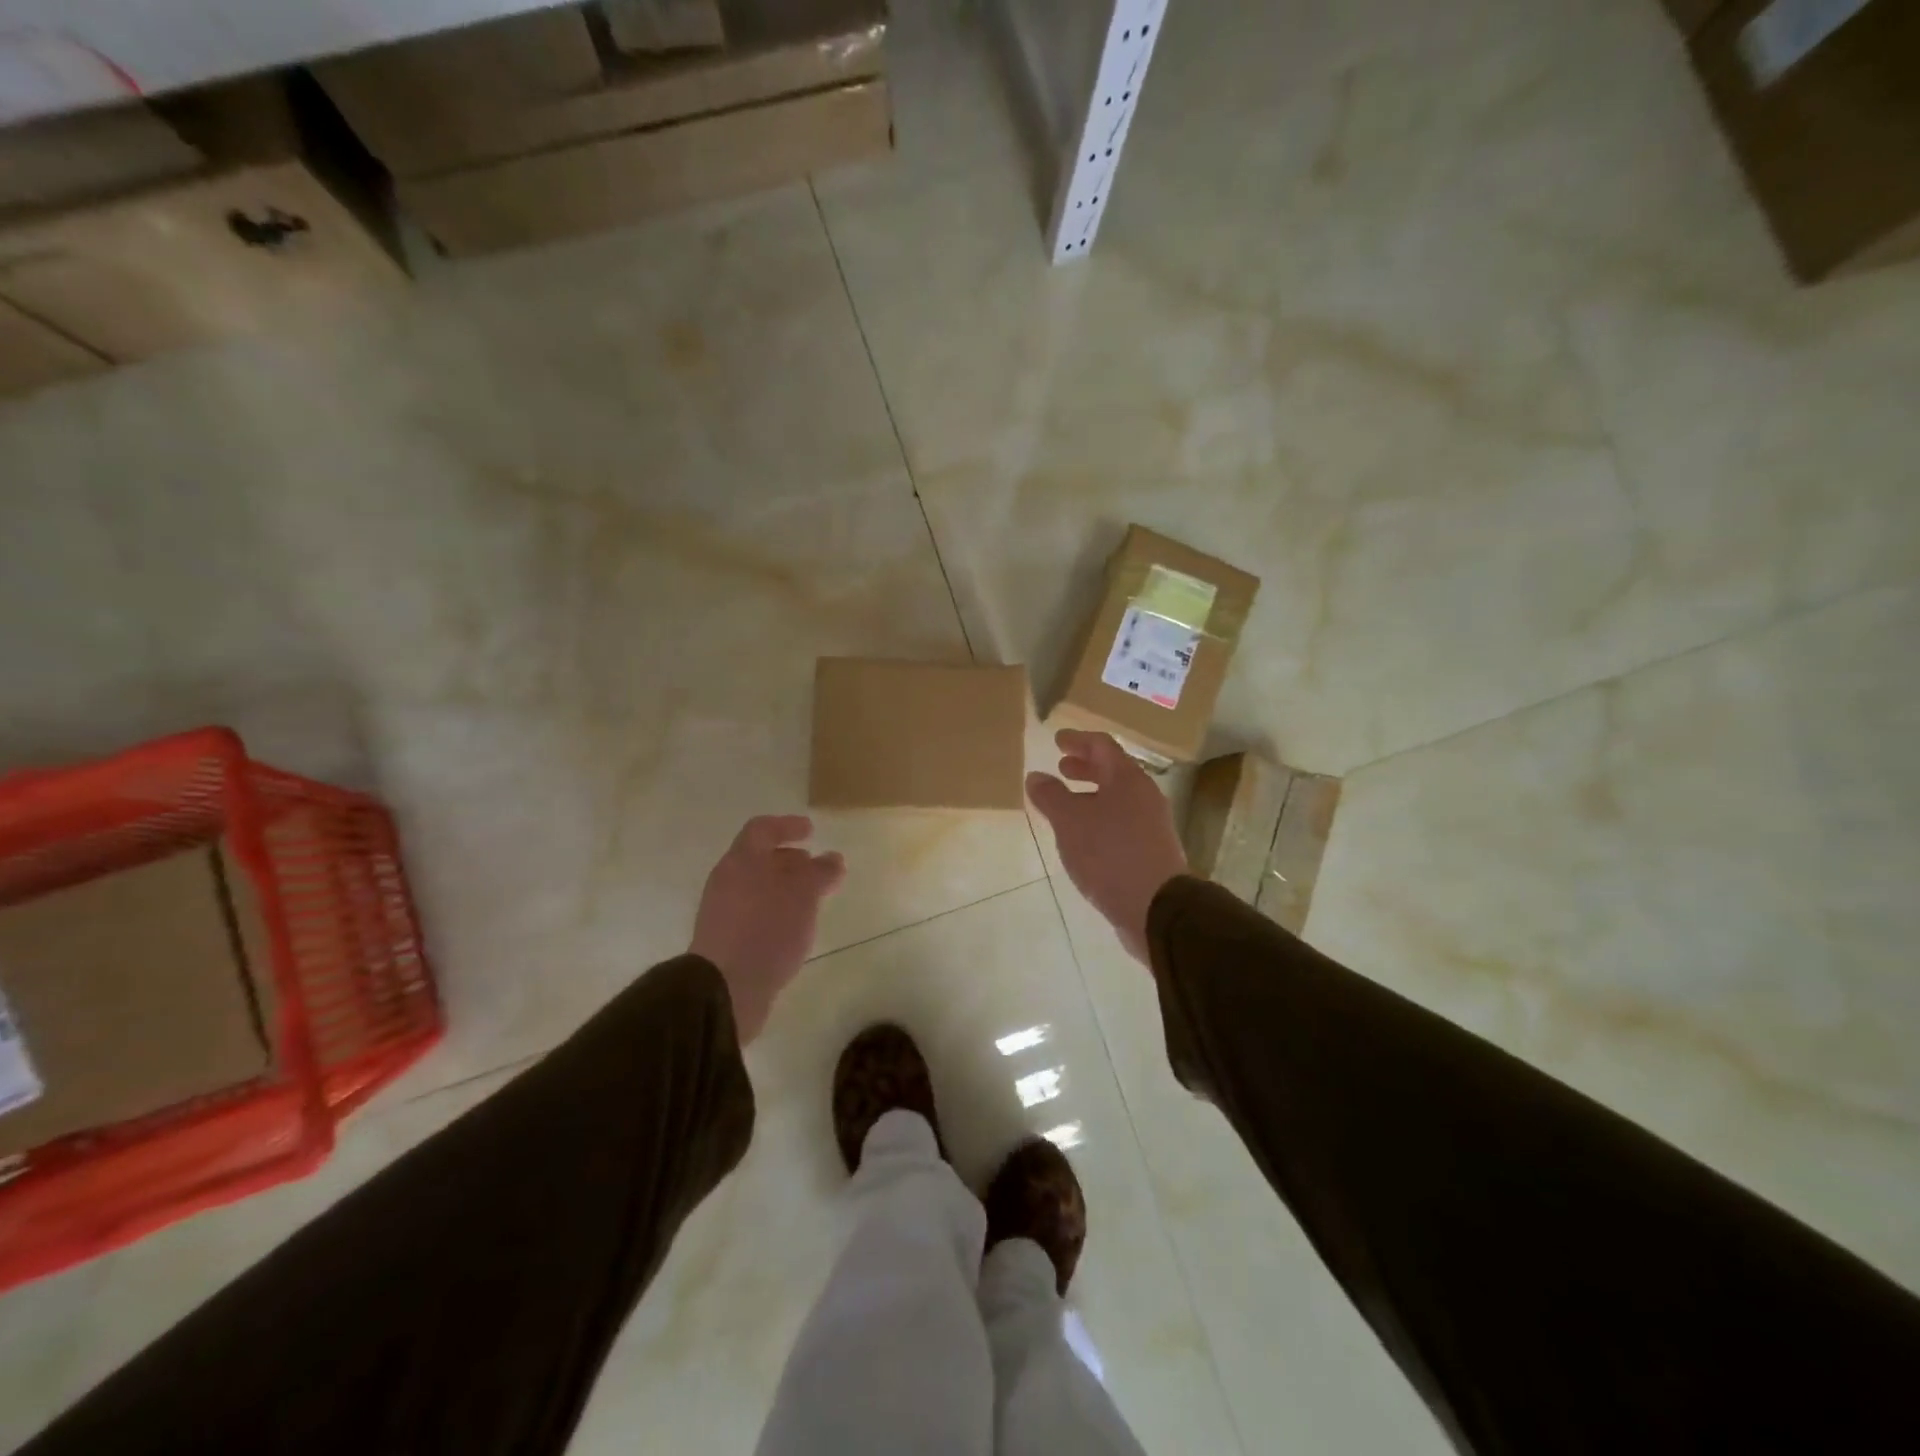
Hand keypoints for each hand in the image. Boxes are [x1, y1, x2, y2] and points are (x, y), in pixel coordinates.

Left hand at [689, 815, 846, 1043]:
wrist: (724, 989)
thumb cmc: (767, 929)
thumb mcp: (804, 895)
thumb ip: (820, 872)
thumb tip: (833, 858)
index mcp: (741, 861)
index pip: (762, 829)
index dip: (787, 825)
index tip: (811, 831)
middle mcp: (727, 881)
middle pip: (758, 859)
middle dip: (788, 860)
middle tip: (815, 867)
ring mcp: (722, 912)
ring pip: (757, 888)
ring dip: (783, 888)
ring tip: (811, 900)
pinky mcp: (725, 941)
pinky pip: (754, 913)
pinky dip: (776, 911)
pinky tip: (794, 928)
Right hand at [1026, 730, 1186, 964]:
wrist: (1156, 907)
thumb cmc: (1110, 854)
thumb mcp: (1070, 822)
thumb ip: (1051, 796)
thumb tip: (1036, 776)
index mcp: (1127, 779)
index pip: (1102, 746)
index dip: (1078, 740)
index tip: (1058, 739)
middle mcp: (1144, 796)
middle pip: (1113, 771)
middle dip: (1085, 767)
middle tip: (1062, 767)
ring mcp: (1151, 824)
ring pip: (1117, 798)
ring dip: (1091, 794)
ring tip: (1066, 804)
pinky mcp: (1150, 850)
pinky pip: (1121, 822)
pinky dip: (1099, 818)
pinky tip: (1083, 837)